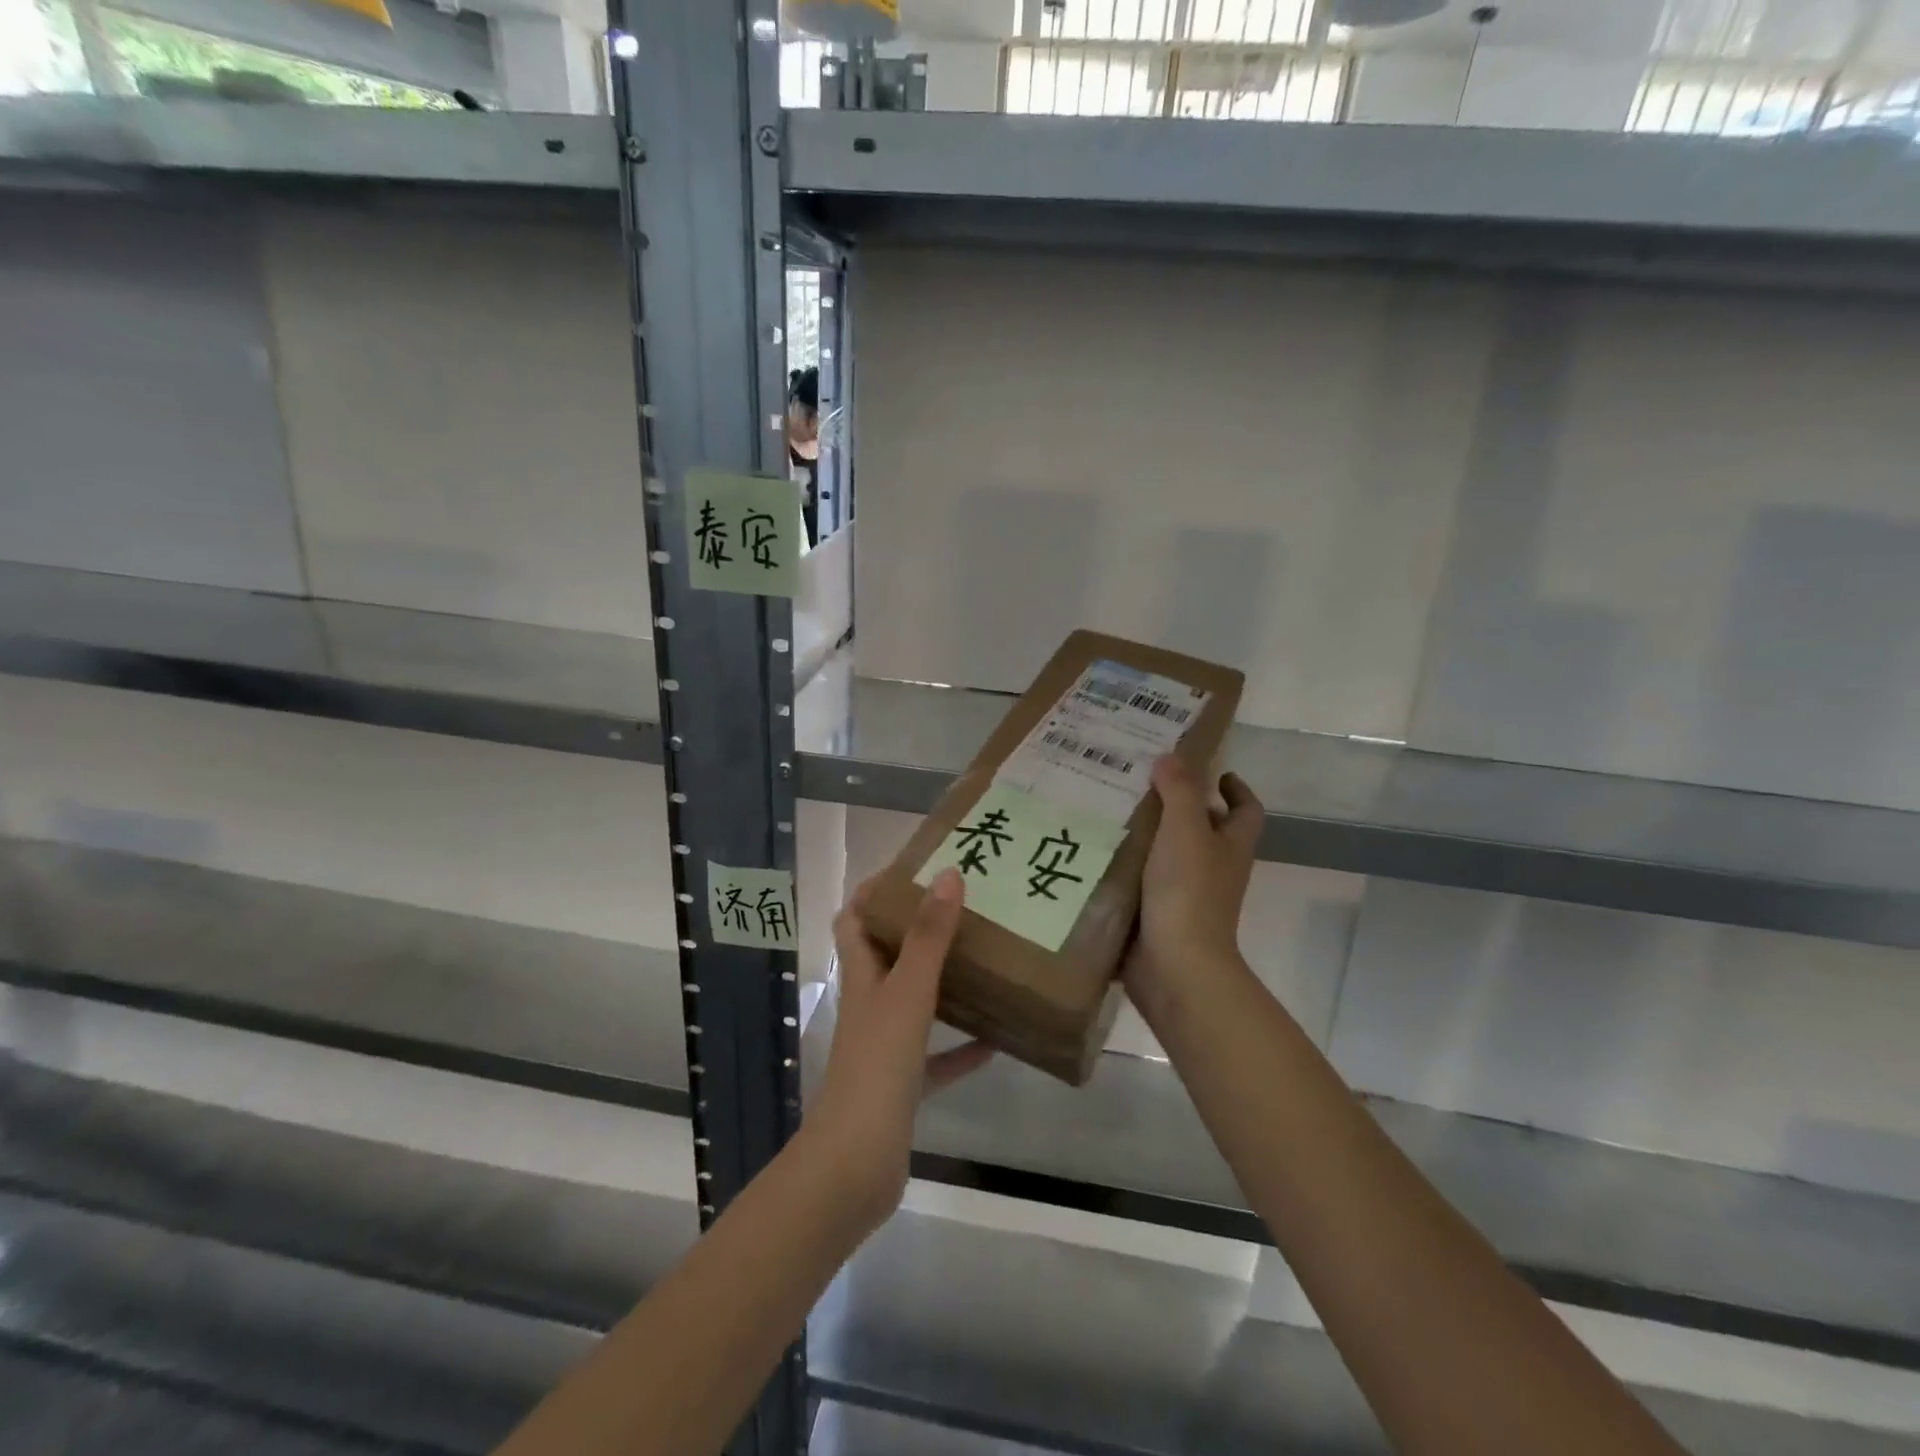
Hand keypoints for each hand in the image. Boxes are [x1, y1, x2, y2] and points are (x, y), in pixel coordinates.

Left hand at [808, 869, 992, 1232]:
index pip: (853, 920)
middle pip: (886, 956)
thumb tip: (948, 874)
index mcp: (862, 977)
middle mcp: (869, 1004)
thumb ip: (929, 937)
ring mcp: (884, 1046)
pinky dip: (961, 1047)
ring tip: (982, 960)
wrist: (856, 1164)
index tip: (911, 868)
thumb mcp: (908, 994)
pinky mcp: (903, 1084)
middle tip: (961, 907)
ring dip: (942, 983)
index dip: (872, 891)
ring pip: (914, 1002)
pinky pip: (936, 1057)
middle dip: (916, 930)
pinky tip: (995, 1041)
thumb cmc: (877, 1066)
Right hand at [1123, 756, 1263, 1012]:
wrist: (1175, 966)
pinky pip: (1142, 881)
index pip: (1246, 810)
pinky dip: (1126, 867)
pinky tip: (1096, 850)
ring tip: (1109, 808)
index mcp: (1230, 846)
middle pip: (1205, 830)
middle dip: (1180, 806)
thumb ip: (1180, 791)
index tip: (1215, 771)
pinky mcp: (1157, 915)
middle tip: (1141, 781)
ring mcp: (1186, 895)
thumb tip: (1171, 756)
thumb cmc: (1188, 892)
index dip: (1236, 789)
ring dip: (1147, 835)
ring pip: (1169, 855)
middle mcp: (1214, 869)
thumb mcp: (1186, 830)